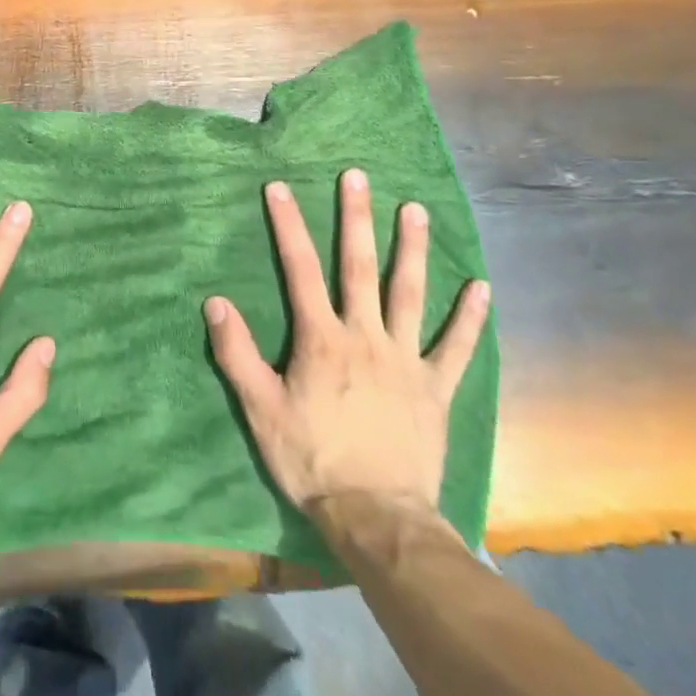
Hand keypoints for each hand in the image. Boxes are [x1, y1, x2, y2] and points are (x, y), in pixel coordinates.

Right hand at [205, 171, 488, 530]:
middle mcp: (365, 337)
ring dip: (412, 250)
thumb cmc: (312, 460)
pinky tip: (481, 287)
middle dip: (356, 218)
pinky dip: (469, 318)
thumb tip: (214, 302)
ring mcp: (405, 360)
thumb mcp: (260, 410)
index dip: (288, 226)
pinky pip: (456, 348)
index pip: (300, 269)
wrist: (376, 519)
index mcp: (321, 339)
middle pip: (359, 267)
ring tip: (415, 209)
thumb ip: (236, 353)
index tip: (280, 188)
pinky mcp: (435, 389)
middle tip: (358, 176)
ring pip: (409, 294)